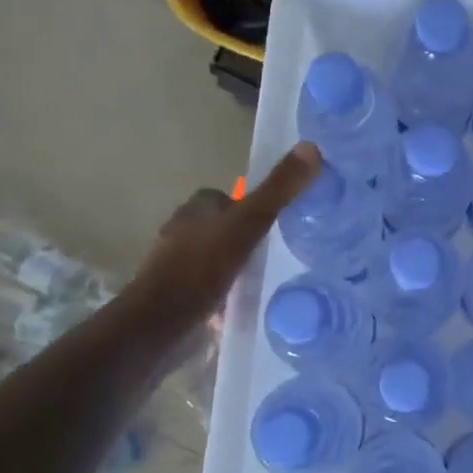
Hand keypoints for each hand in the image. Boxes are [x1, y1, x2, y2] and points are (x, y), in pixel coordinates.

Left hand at [119, 143, 320, 334]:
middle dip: (244, 237)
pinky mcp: (180, 298)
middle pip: (220, 227)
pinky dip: (226, 293)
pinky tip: (246, 303)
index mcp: (195, 209)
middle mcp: (182, 233)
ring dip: (236, 265)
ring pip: (216, 258)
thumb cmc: (202, 267)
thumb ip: (278, 191)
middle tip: (278, 251)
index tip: (275, 221)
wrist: (161, 324)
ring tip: (267, 278)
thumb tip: (311, 147)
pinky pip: (210, 288)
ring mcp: (178, 268)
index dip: (248, 206)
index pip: (224, 198)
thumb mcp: (248, 224)